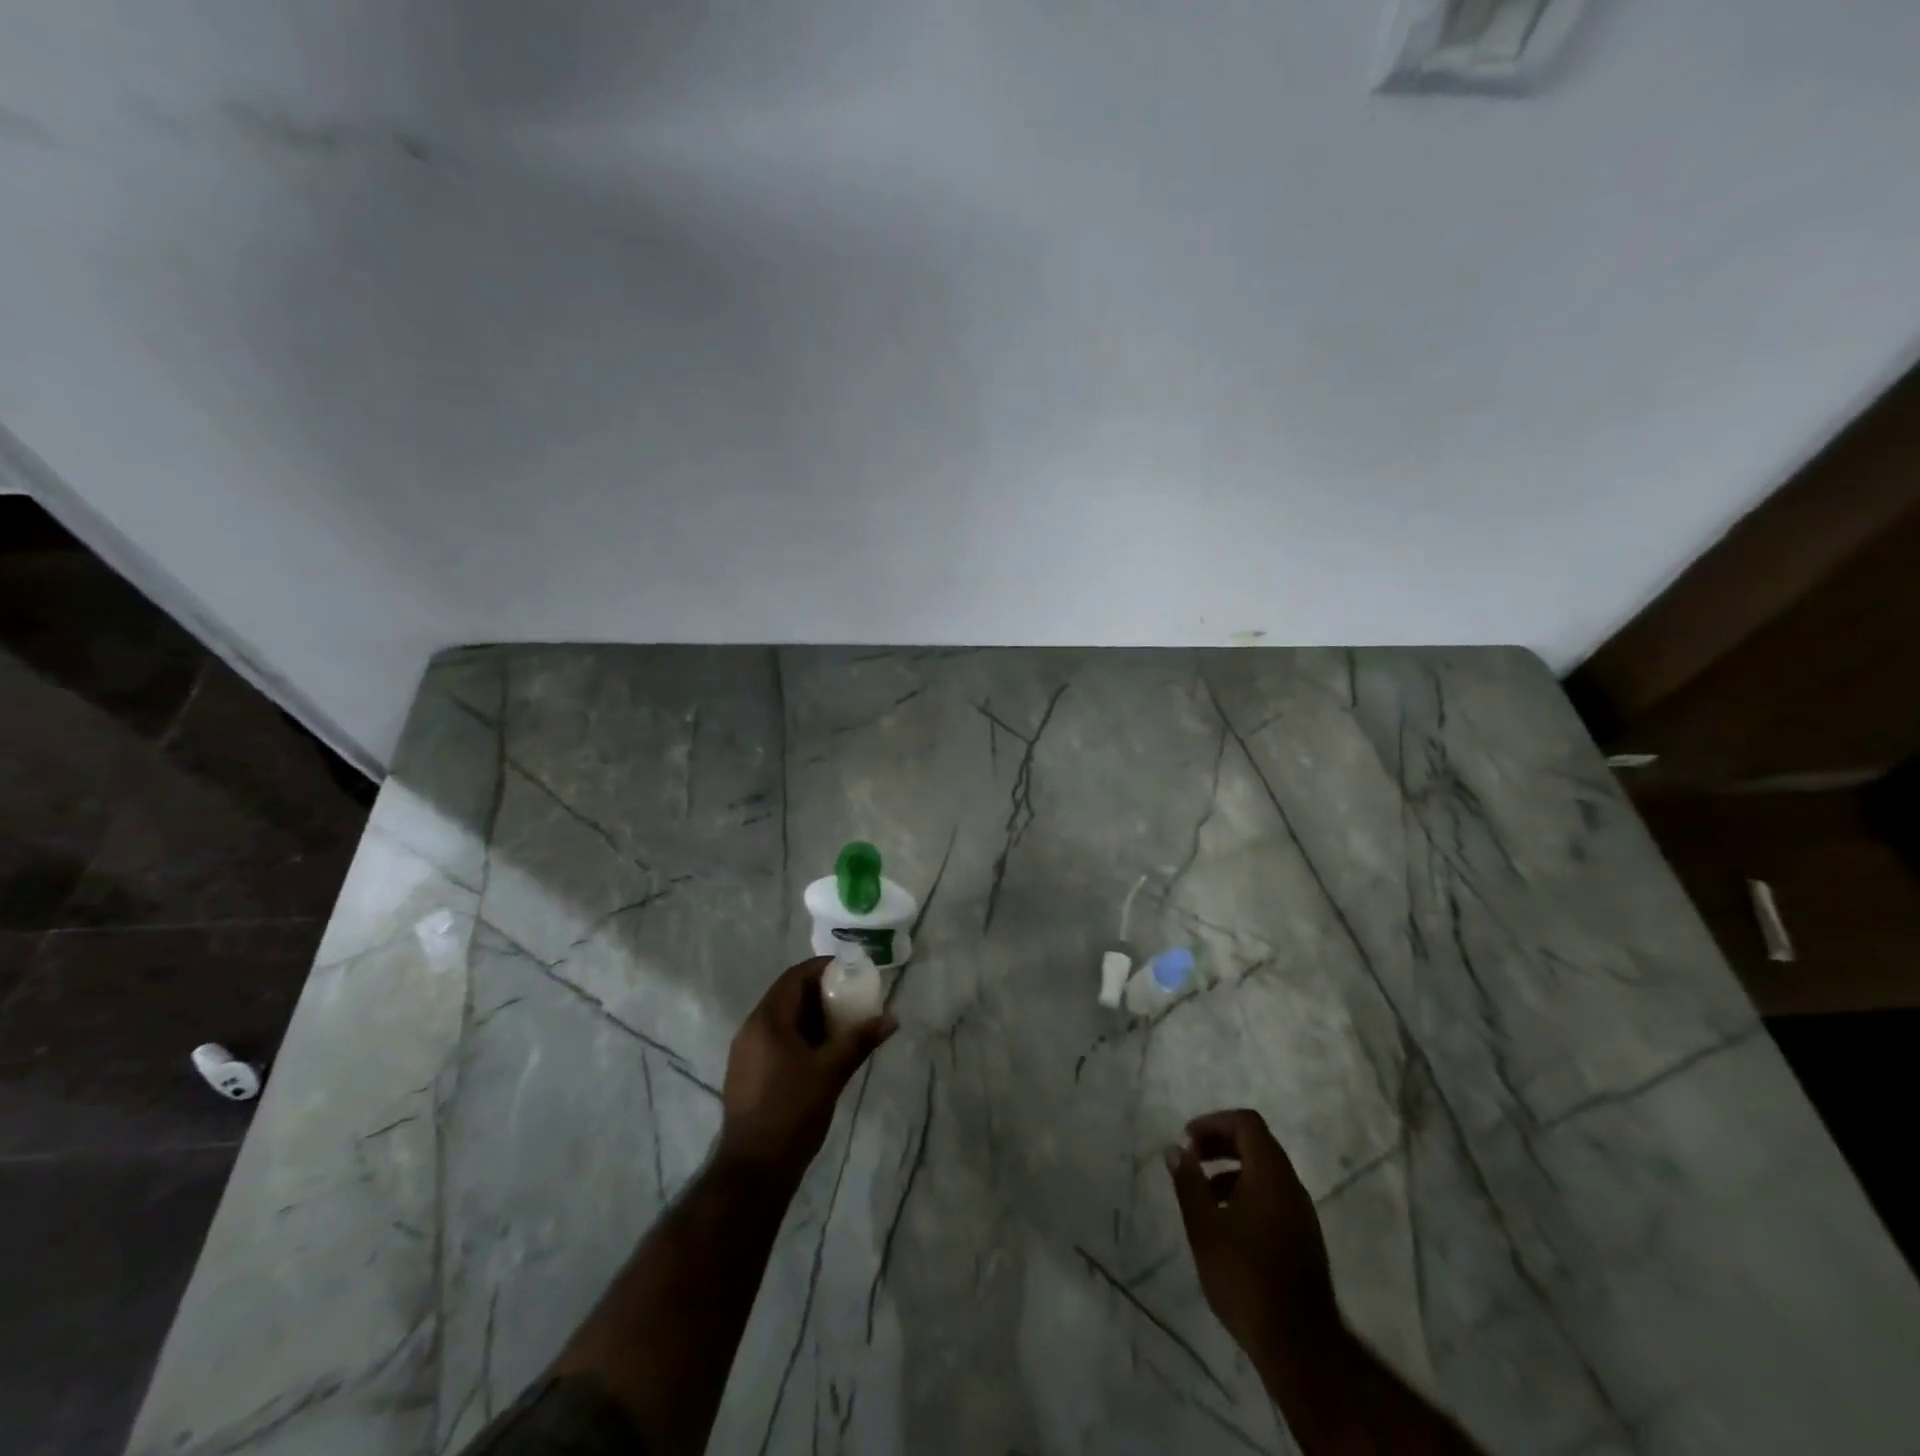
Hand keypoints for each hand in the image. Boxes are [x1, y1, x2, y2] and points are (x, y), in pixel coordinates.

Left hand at [718, 957, 895, 1178]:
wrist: (754, 1170)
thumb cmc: (792, 1111)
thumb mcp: (831, 1071)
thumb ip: (859, 1040)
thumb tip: (891, 1019)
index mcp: (767, 1020)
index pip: (795, 976)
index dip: (823, 968)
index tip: (851, 971)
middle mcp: (751, 1028)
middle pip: (788, 995)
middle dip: (821, 993)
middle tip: (853, 999)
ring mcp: (745, 1053)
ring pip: (782, 1020)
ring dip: (811, 1016)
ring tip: (843, 1025)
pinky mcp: (746, 1073)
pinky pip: (775, 1040)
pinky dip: (800, 1036)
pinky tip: (822, 1053)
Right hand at [1166, 1109, 1339, 1362]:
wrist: (1301, 1347)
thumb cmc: (1246, 1278)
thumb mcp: (1204, 1228)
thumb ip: (1188, 1183)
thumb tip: (1175, 1148)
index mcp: (1270, 1174)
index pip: (1246, 1123)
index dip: (1214, 1122)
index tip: (1187, 1142)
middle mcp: (1291, 1185)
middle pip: (1257, 1142)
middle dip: (1220, 1143)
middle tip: (1191, 1158)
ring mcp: (1301, 1213)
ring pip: (1265, 1171)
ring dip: (1232, 1169)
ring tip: (1202, 1194)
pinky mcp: (1303, 1238)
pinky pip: (1273, 1195)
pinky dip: (1246, 1192)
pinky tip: (1226, 1224)